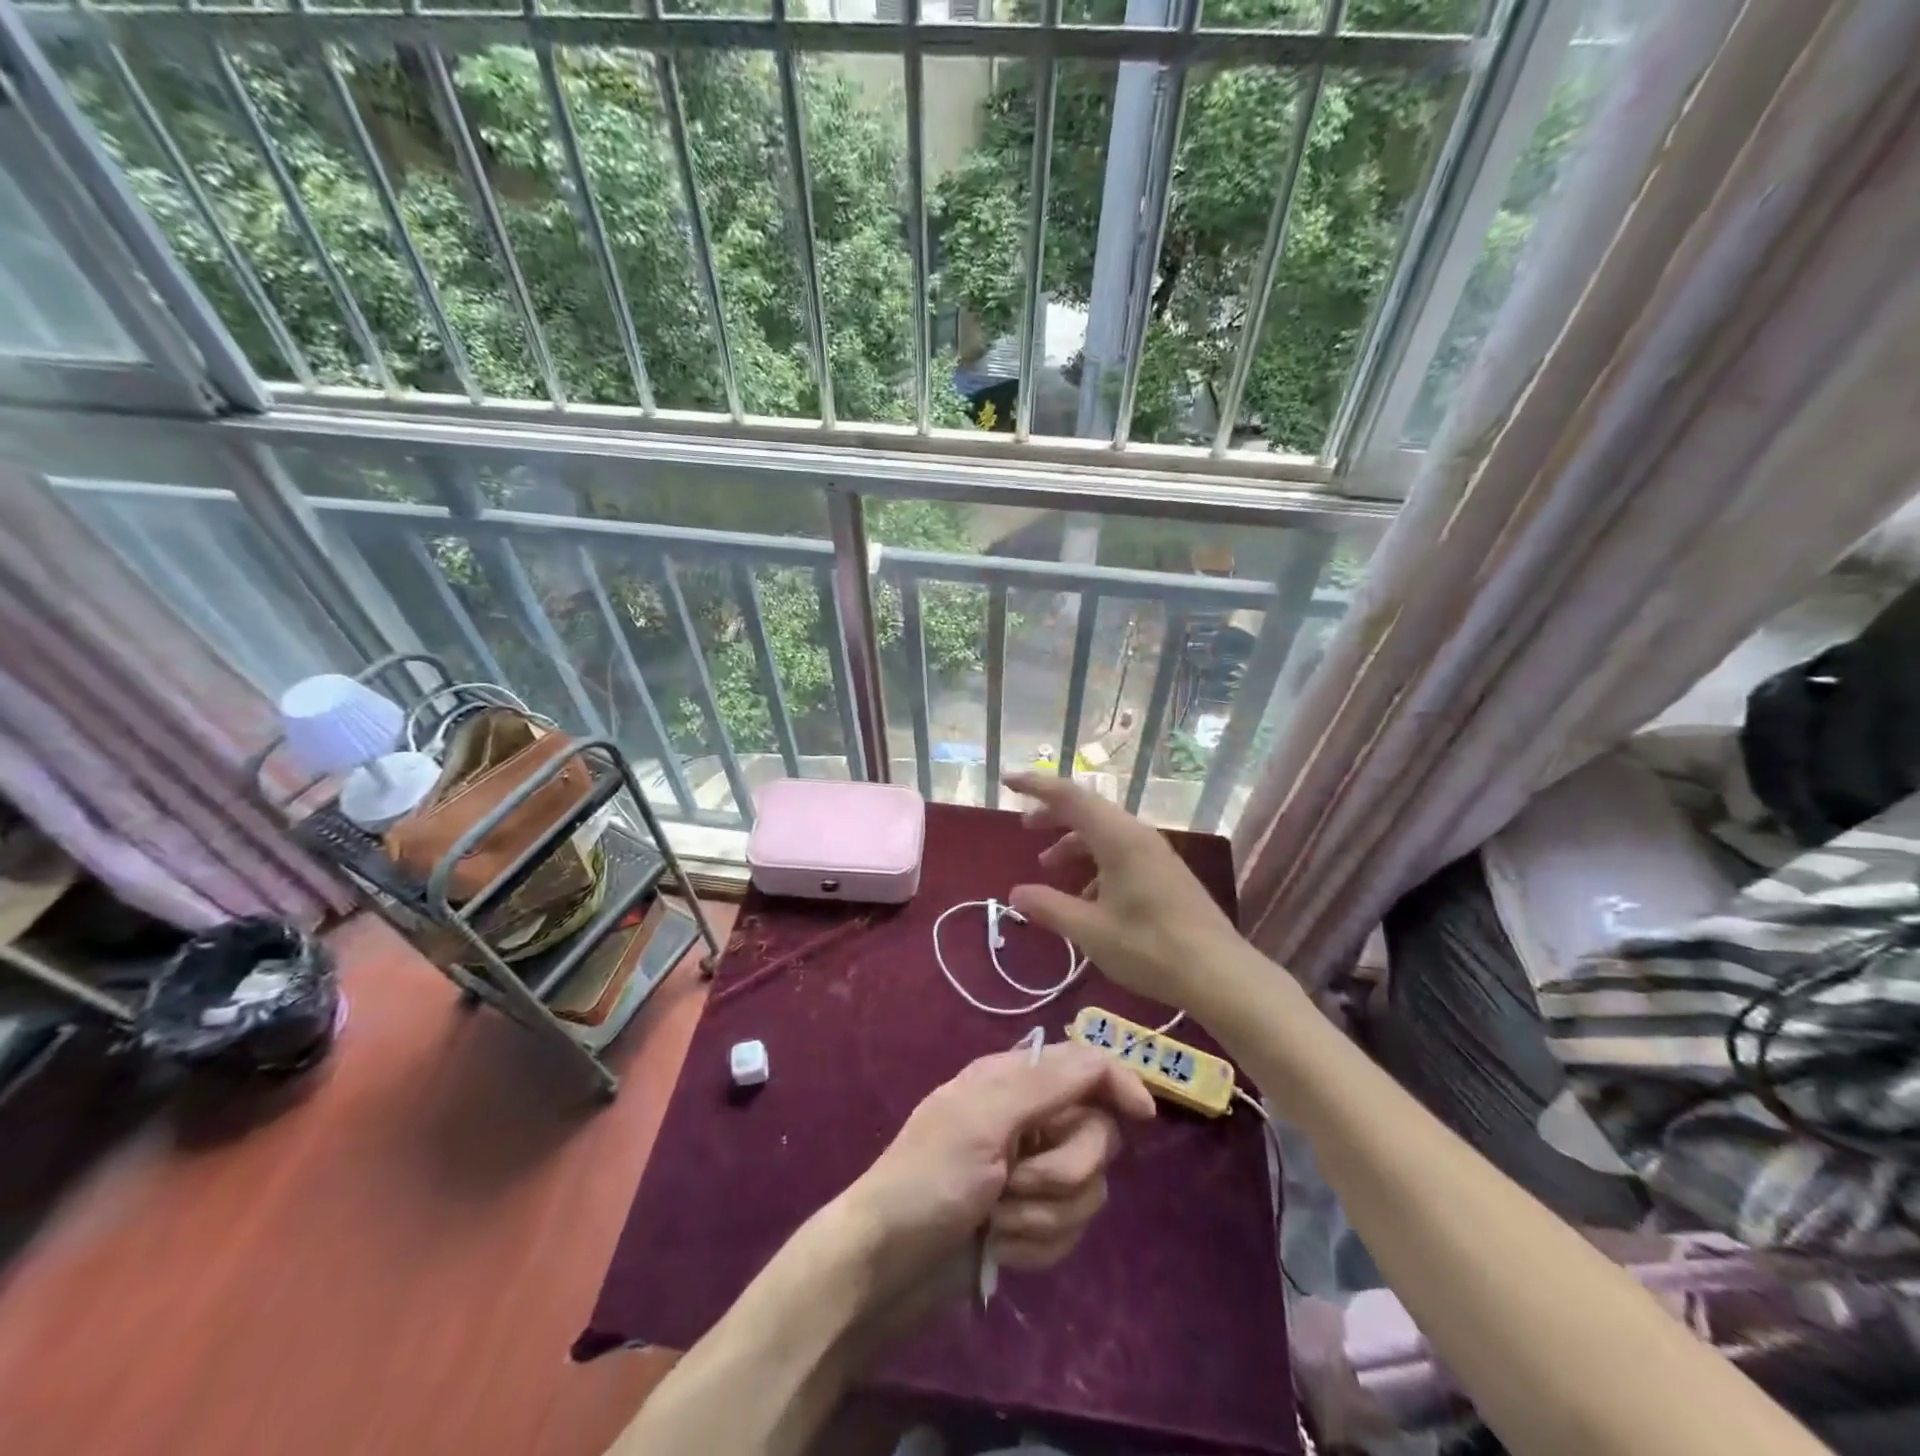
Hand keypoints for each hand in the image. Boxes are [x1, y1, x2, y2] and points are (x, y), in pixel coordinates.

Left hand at [838, 1042, 1154, 1317]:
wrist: (888, 1264)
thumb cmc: (929, 1177)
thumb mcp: (984, 1118)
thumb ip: (1046, 1083)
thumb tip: (1105, 1061)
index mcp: (1014, 1080)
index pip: (1086, 1065)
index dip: (1119, 1083)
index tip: (1143, 1116)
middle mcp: (1030, 1120)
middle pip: (1096, 1137)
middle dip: (1061, 1172)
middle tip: (1013, 1183)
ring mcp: (1031, 1173)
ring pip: (1087, 1190)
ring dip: (1043, 1216)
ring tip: (996, 1221)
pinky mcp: (1032, 1221)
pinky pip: (1069, 1230)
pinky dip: (1036, 1244)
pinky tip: (999, 1246)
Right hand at [1005, 770, 1246, 1013]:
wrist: (1220, 973)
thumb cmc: (1150, 948)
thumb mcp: (1090, 930)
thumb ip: (1049, 907)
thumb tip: (1015, 893)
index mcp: (1118, 839)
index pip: (1069, 796)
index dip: (1036, 786)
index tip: (1007, 781)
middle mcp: (1138, 836)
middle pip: (1088, 811)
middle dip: (1053, 816)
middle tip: (1025, 828)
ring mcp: (1155, 854)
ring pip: (1105, 834)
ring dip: (1074, 844)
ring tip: (1049, 868)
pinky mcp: (1165, 874)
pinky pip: (1121, 853)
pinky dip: (1095, 864)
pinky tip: (1086, 899)